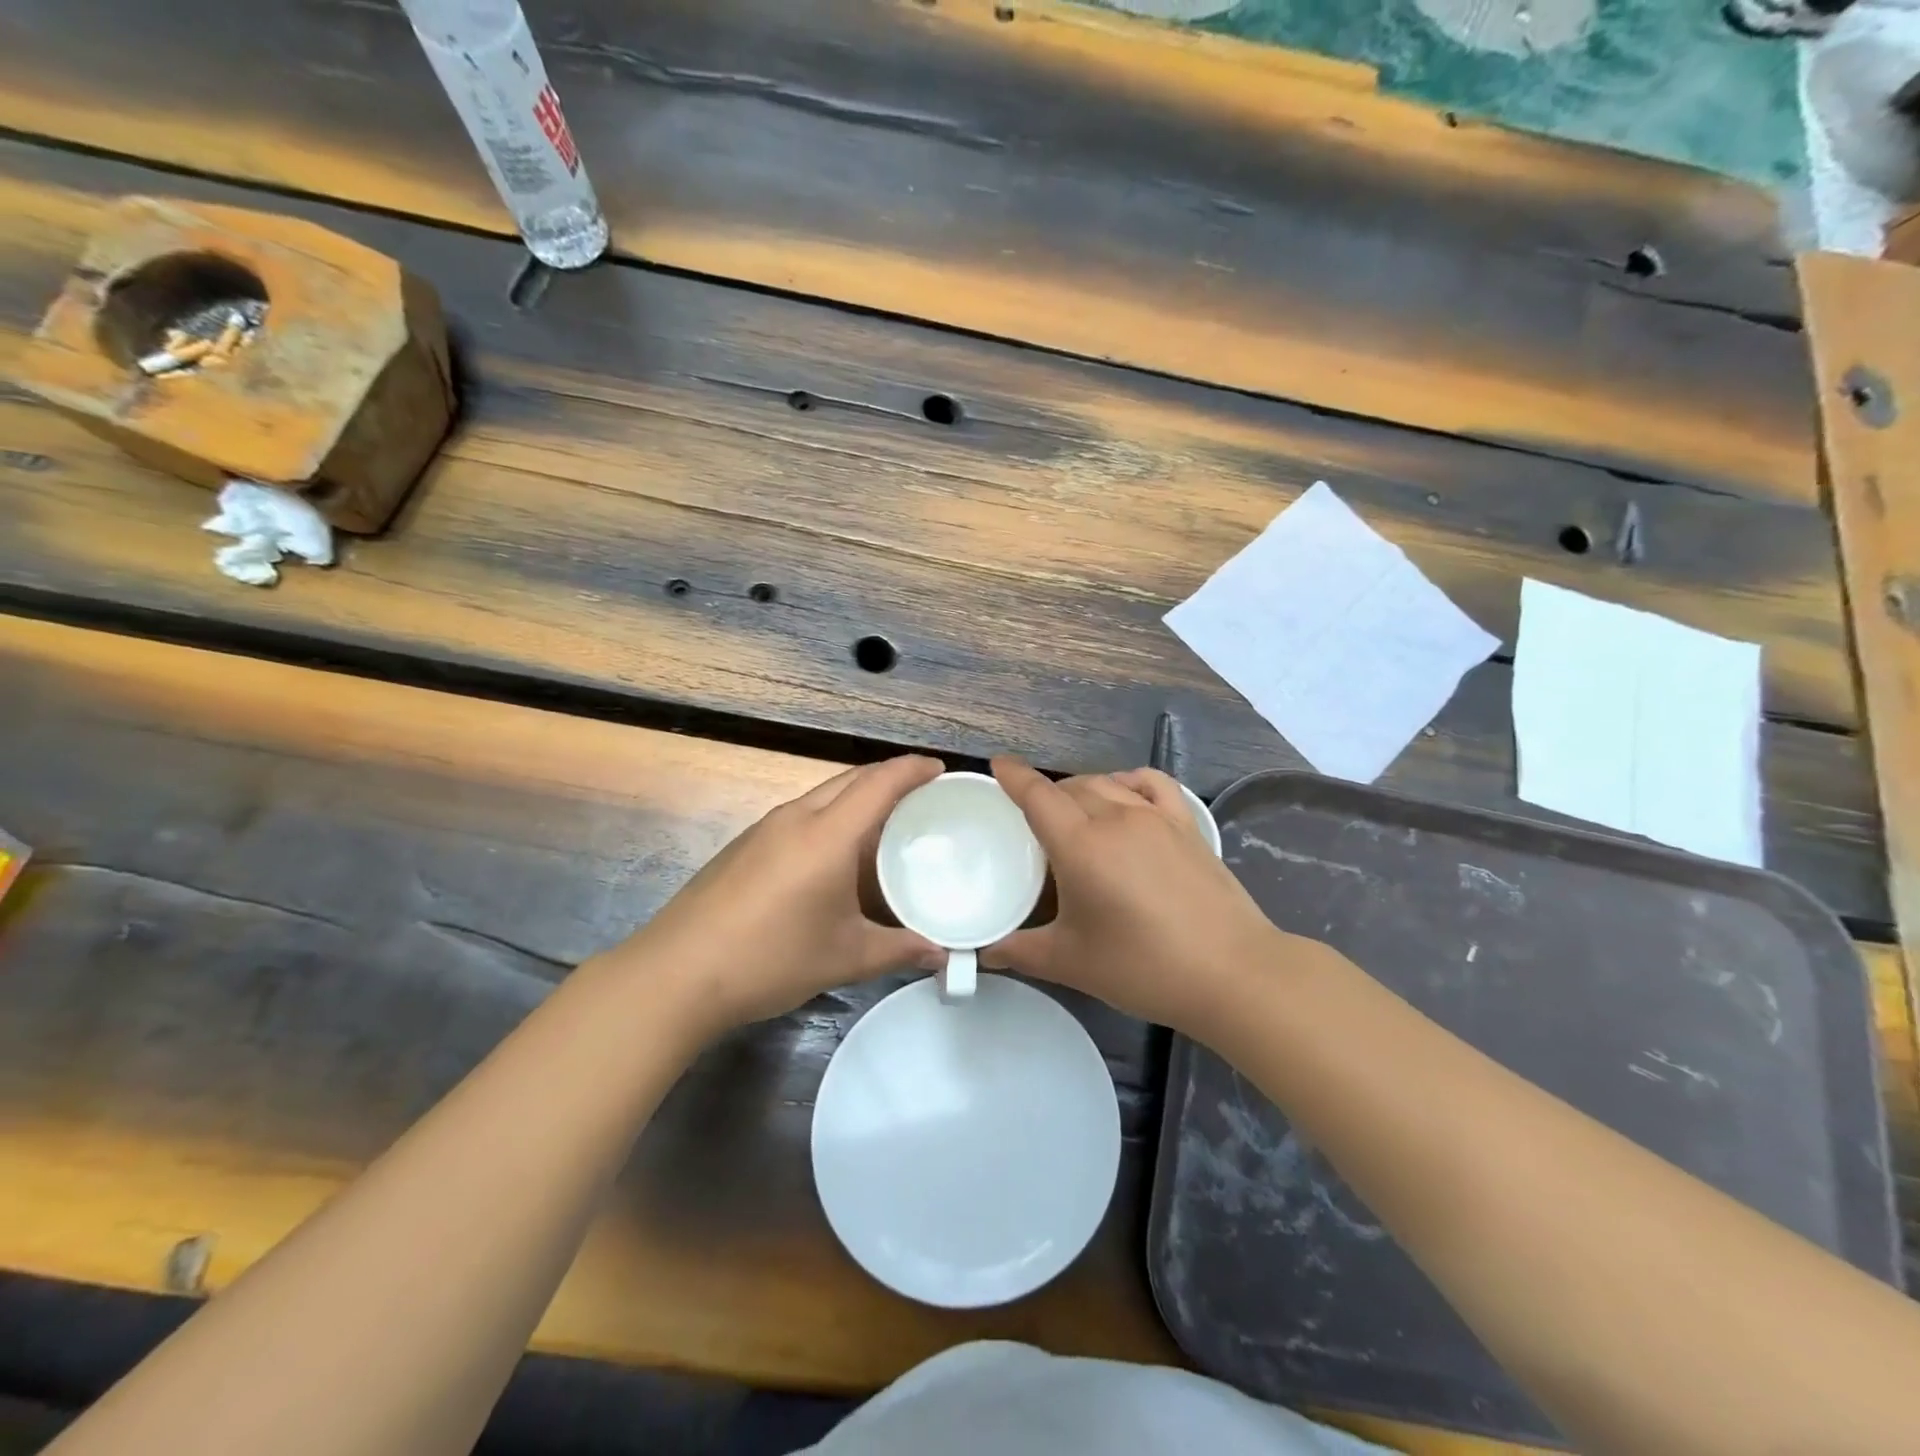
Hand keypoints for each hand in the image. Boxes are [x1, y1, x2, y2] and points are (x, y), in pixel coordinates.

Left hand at [618, 755, 946, 1030]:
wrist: (676, 974)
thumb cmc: (770, 958)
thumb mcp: (844, 957)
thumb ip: (899, 950)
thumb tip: (942, 954)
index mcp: (827, 834)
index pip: (880, 782)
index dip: (913, 769)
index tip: (941, 770)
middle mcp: (796, 817)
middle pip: (851, 779)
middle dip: (889, 778)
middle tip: (922, 798)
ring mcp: (764, 828)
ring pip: (823, 795)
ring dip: (857, 798)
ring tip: (886, 825)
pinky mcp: (744, 845)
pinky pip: (800, 814)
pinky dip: (831, 818)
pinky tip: (836, 855)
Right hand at [984, 757, 1283, 1035]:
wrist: (1231, 972)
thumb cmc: (1143, 966)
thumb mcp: (1072, 962)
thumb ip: (1022, 951)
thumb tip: (987, 951)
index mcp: (1080, 845)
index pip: (1038, 795)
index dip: (1014, 776)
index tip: (998, 765)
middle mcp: (1116, 818)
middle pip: (1070, 787)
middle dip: (1046, 794)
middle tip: (1033, 822)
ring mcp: (1156, 817)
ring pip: (1107, 782)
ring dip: (1082, 790)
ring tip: (1075, 815)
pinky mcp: (1187, 825)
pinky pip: (1151, 783)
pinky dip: (1129, 781)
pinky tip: (1125, 797)